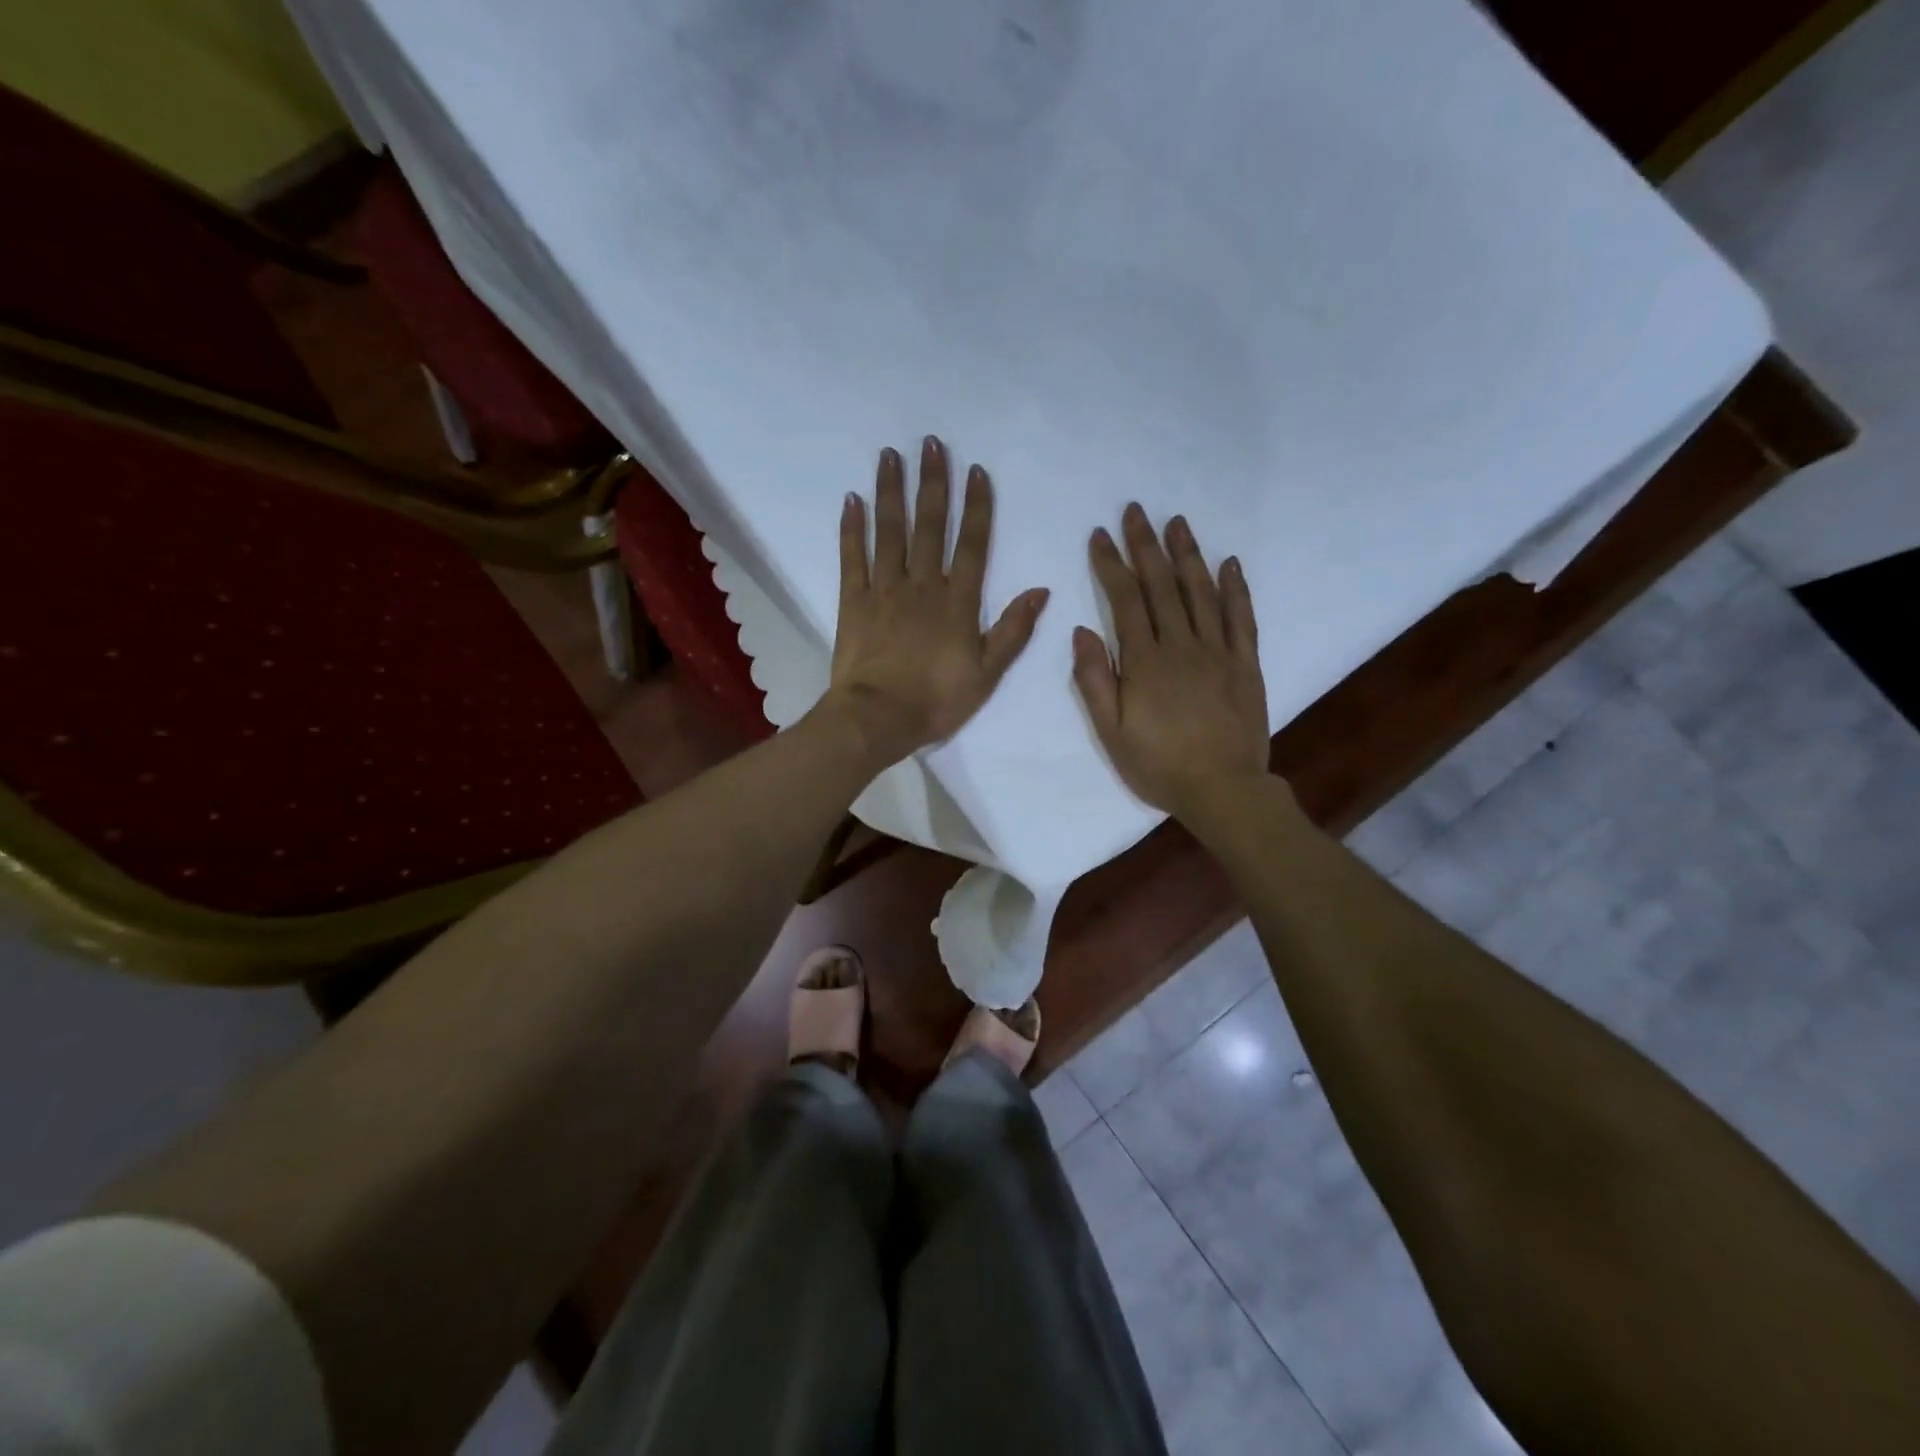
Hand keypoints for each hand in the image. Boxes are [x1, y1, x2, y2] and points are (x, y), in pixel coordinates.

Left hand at [824, 436, 1048, 765]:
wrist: (878, 718)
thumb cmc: (937, 700)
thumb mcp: (988, 673)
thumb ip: (1013, 629)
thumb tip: (1041, 590)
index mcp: (958, 601)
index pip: (973, 544)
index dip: (977, 506)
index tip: (976, 470)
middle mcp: (922, 584)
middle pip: (930, 525)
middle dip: (933, 482)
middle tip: (931, 442)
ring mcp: (884, 589)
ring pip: (890, 531)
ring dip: (891, 492)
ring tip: (891, 455)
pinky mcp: (852, 601)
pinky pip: (852, 557)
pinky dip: (851, 528)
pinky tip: (852, 499)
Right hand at [1073, 504, 1271, 818]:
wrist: (1222, 789)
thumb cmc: (1158, 765)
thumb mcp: (1111, 731)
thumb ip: (1095, 680)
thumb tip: (1082, 631)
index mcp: (1145, 661)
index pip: (1125, 600)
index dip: (1111, 564)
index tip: (1100, 534)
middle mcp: (1181, 645)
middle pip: (1162, 586)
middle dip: (1146, 545)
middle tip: (1136, 510)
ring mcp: (1218, 651)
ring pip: (1201, 592)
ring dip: (1187, 554)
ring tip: (1177, 521)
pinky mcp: (1245, 664)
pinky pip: (1241, 618)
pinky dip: (1235, 589)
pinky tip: (1229, 563)